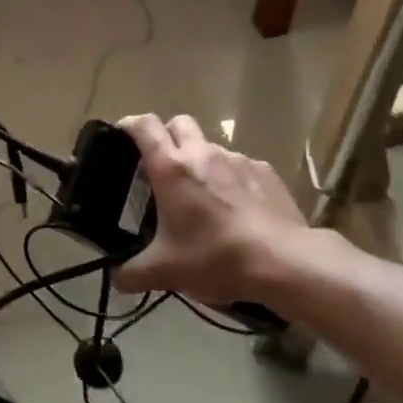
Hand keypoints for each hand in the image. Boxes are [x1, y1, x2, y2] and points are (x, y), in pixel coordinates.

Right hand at [113, 114, 325, 304]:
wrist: (284, 262)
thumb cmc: (215, 256)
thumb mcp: (165, 271)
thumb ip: (133, 273)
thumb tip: (117, 279)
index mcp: (171, 167)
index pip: (144, 126)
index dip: (130, 125)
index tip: (122, 136)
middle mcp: (202, 153)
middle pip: (179, 123)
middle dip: (167, 136)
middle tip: (161, 165)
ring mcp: (238, 160)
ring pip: (211, 146)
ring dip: (201, 161)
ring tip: (203, 195)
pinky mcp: (265, 172)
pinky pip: (241, 166)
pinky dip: (232, 178)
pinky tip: (237, 207)